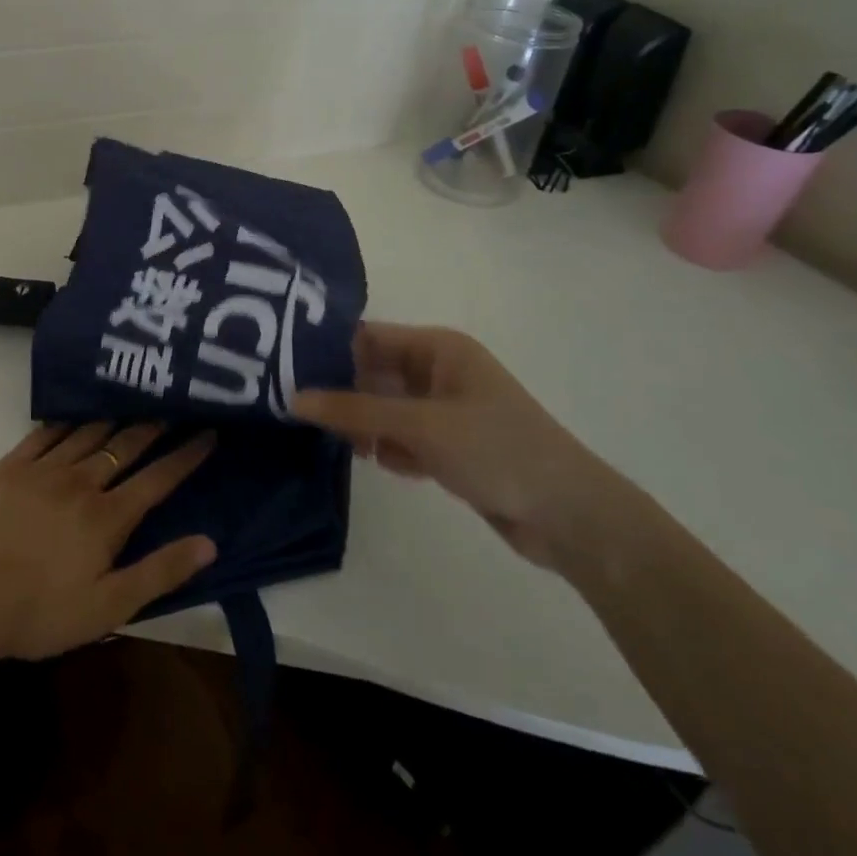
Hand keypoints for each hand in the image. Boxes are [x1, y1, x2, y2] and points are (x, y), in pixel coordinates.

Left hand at [0, 423, 217, 669]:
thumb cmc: (38, 612)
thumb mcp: (108, 607)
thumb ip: (159, 572)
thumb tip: (209, 543)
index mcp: (107, 517)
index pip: (158, 479)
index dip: (186, 456)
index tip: (208, 433)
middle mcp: (80, 481)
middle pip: (126, 446)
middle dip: (155, 426)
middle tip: (175, 405)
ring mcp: (43, 469)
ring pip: (89, 433)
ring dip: (116, 417)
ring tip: (134, 401)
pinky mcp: (11, 466)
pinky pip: (46, 433)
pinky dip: (68, 420)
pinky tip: (76, 413)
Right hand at [295, 323, 634, 572]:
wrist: (571, 518)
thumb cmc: (497, 450)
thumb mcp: (420, 425)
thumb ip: (354, 411)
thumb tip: (293, 398)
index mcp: (439, 348)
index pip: (369, 337)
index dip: (328, 349)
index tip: (284, 368)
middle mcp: (439, 371)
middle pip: (373, 373)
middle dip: (343, 394)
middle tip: (299, 411)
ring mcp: (445, 409)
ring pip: (384, 408)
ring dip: (367, 427)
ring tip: (353, 448)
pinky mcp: (449, 445)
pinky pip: (402, 436)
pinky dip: (392, 449)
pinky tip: (395, 467)